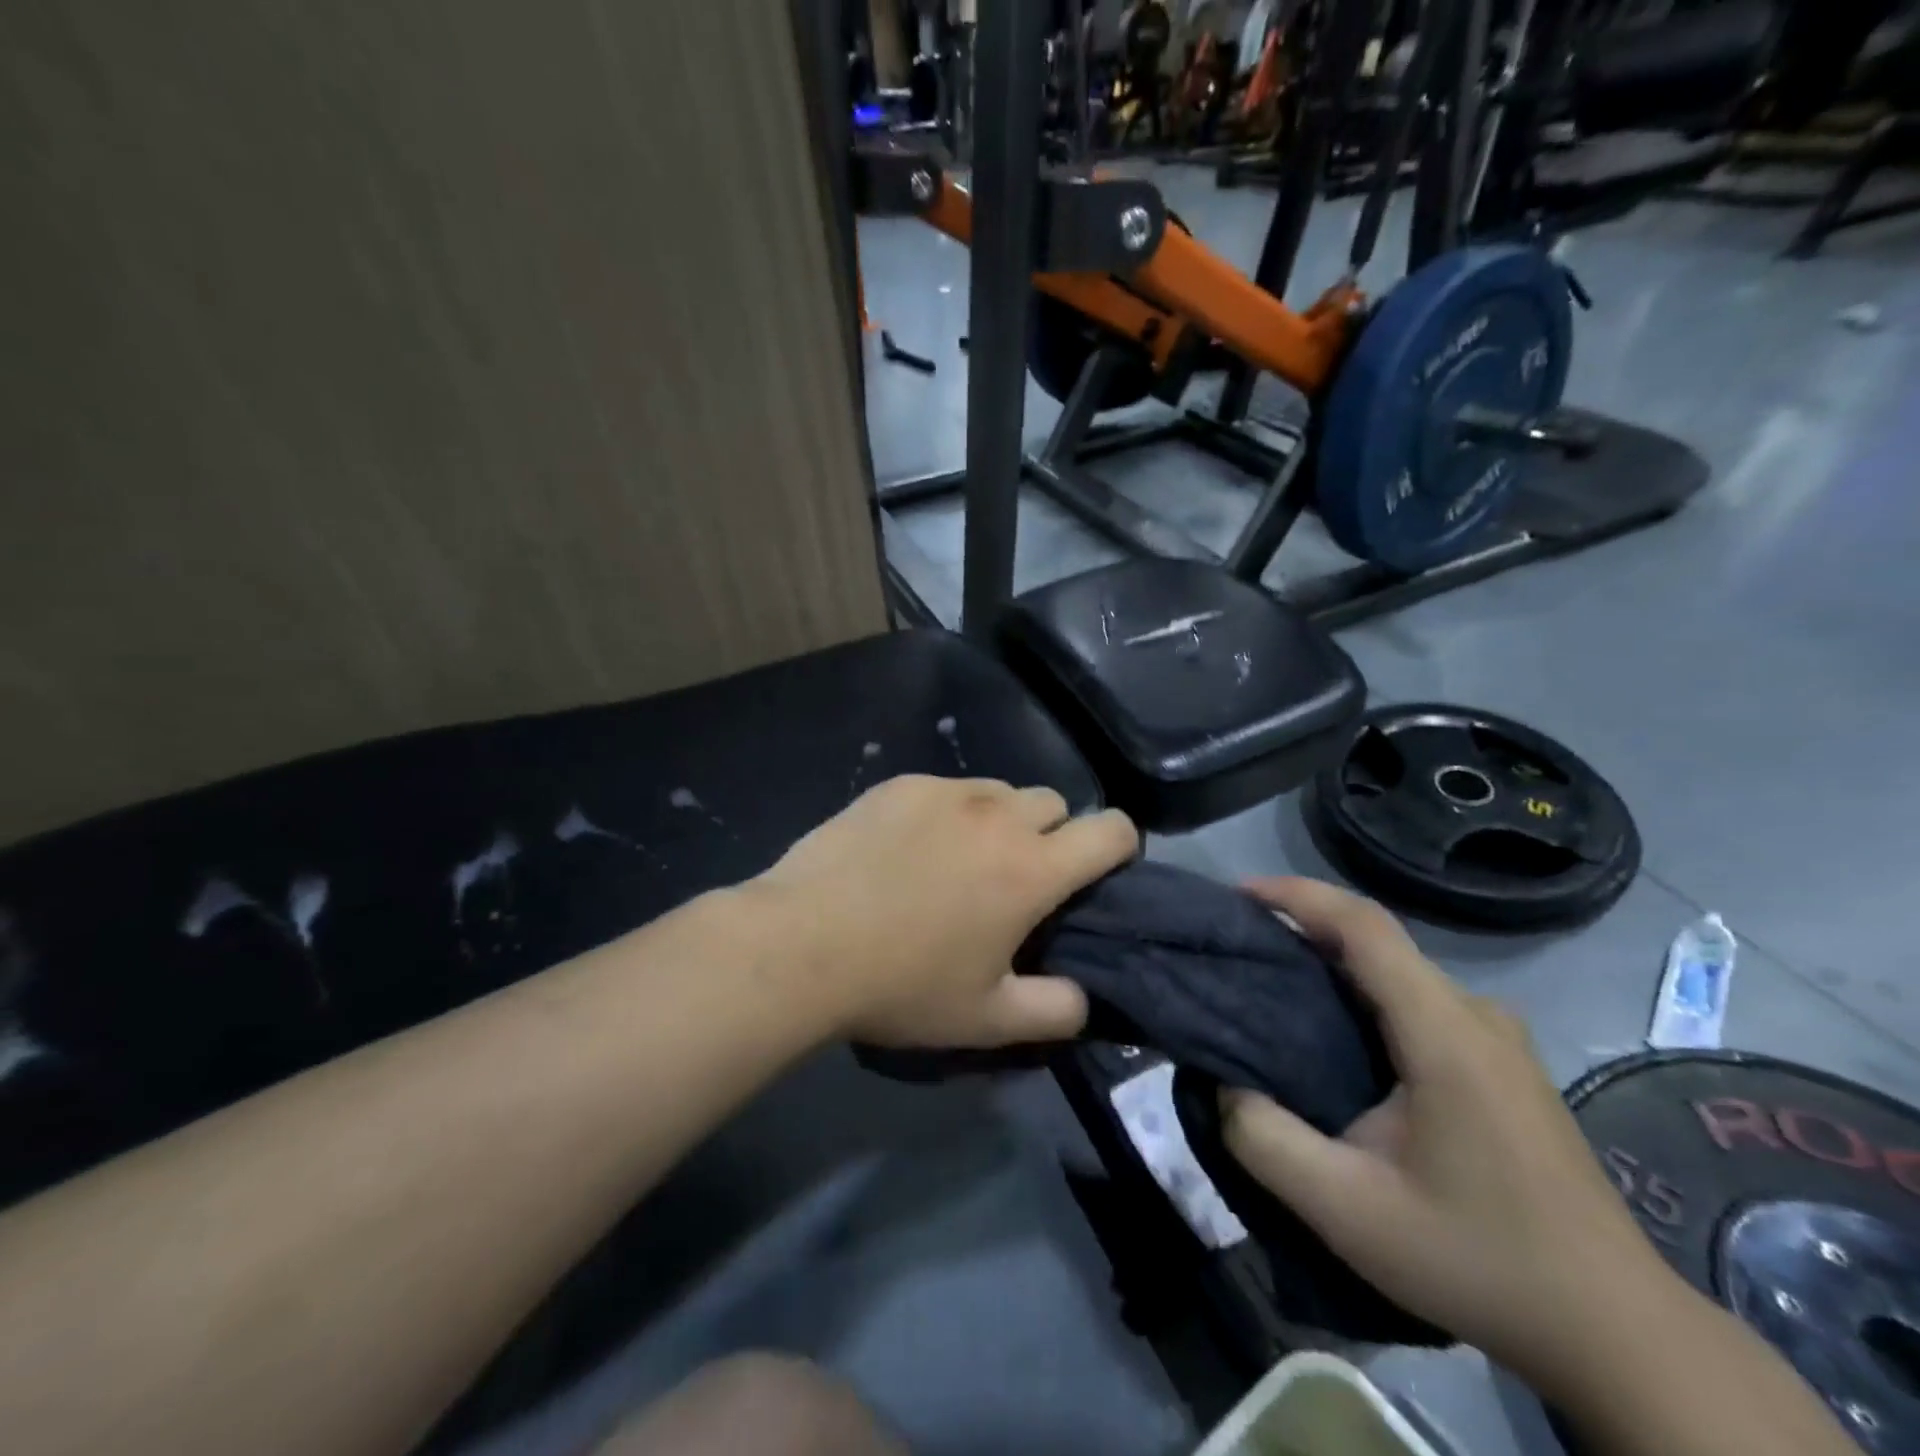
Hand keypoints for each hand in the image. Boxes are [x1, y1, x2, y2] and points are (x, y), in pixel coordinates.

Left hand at [745, 776, 1137, 1049]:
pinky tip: (907, 848)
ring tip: (958, 860)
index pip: (1112, 830)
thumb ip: (1056, 1010)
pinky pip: (946, 789)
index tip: (1099, 874)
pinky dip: (946, 812)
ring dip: (999, 820)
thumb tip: (1085, 998)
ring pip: (999, 791)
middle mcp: (998, 815)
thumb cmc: (901, 986)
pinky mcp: (899, 784)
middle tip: (1015, 879)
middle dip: (1052, 835)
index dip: (1120, 847)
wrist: (801, 944)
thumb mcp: (986, 1019)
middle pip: (1055, 803)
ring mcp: (945, 792)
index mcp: (1032, 868)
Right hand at [1219, 878, 1674, 1388]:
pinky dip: (1363, 990)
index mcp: (1445, 1033)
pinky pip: (1419, 998)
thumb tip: (1222, 1085)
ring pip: (1398, 970)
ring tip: (1272, 981)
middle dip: (1302, 925)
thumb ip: (1266, 1141)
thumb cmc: (1477, 1260)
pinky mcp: (1502, 1062)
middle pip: (1378, 940)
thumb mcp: (1348, 1211)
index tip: (1239, 895)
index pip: (1365, 926)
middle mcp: (1476, 1016)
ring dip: (1332, 959)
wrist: (1615, 1328)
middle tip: (1239, 943)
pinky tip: (1335, 1029)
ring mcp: (1497, 1037)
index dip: (1298, 896)